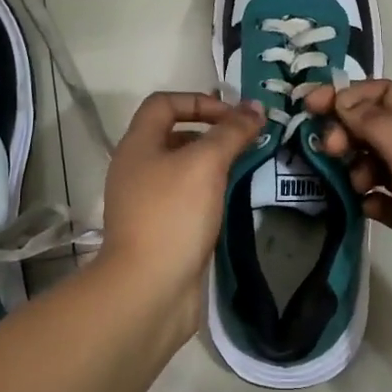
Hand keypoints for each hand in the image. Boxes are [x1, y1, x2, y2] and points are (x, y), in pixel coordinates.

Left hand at [98, 92, 265, 331]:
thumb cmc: (173, 214)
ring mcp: (145, 202)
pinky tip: (231, 201)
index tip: (233, 117)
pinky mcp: (158, 230)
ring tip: (246, 168)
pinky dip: (208, 193)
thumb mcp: (206, 163)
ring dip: (213, 164)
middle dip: (212, 133)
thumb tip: (254, 107)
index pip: (164, 103)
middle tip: (247, 141)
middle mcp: (136, 168)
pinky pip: (185, 198)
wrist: (148, 291)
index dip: (199, 100)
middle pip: (174, 134)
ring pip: (182, 168)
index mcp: (138, 144)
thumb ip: (231, 131)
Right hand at [308, 80, 391, 353]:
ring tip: (353, 184)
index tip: (312, 107)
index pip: (385, 94)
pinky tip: (364, 208)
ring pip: (373, 162)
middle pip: (375, 126)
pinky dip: (366, 198)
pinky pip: (378, 198)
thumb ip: (377, 124)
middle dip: (347, 129)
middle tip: (329, 149)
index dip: (349, 94)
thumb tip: (342, 99)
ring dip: (355, 165)